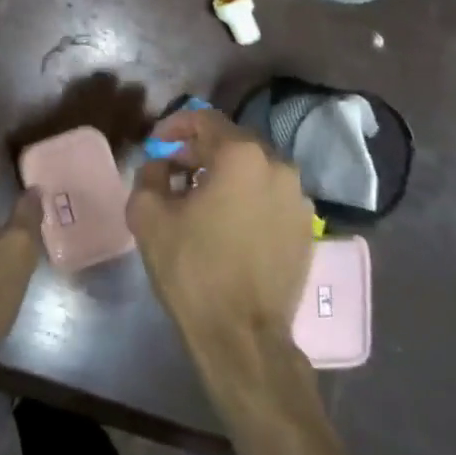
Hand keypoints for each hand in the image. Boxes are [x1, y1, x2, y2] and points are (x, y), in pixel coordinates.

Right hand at [127, 107, 314, 351]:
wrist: (242, 335)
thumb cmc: (192, 267)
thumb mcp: (148, 215)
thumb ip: (149, 175)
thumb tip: (160, 166)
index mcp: (241, 156)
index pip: (205, 119)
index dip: (175, 126)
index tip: (156, 144)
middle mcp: (278, 166)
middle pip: (232, 143)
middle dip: (199, 151)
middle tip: (173, 171)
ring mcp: (298, 199)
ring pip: (254, 170)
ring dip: (225, 175)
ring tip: (199, 199)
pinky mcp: (306, 228)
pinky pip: (270, 197)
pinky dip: (247, 198)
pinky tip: (227, 224)